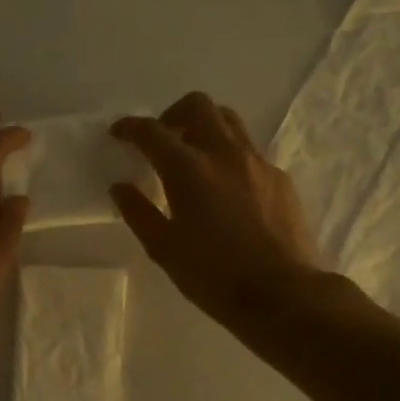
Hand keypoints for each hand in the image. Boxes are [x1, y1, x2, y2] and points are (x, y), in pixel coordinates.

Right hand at [110, 93, 321, 326]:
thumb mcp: (163, 248)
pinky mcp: (280, 178)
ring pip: (229, 121)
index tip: (118, 133)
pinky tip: (226, 189)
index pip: (152, 131)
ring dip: (205, 126)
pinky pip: (250, 151)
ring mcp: (257, 162)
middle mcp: (224, 154)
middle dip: (173, 114)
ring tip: (194, 156)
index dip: (130, 127)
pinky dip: (230, 156)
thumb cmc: (213, 275)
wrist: (281, 294)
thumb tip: (120, 187)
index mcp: (189, 170)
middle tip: (162, 140)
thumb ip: (137, 212)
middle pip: (198, 106)